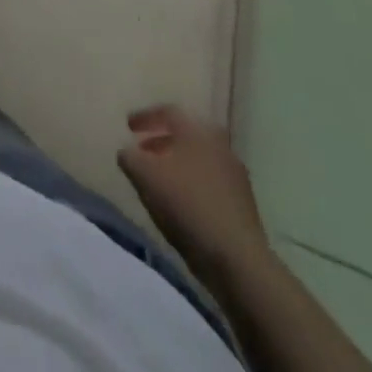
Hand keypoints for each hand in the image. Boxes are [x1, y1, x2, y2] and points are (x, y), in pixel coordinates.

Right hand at [117, 105, 270, 277]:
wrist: (238, 259)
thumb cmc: (186, 204)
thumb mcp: (144, 175)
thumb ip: (129, 157)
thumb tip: (128, 152)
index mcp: (197, 130)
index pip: (168, 111)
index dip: (145, 117)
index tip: (128, 126)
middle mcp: (219, 145)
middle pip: (187, 135)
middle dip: (163, 140)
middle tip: (144, 151)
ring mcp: (235, 176)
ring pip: (200, 160)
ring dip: (178, 165)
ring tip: (160, 181)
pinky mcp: (244, 205)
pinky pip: (211, 183)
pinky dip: (193, 185)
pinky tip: (181, 203)